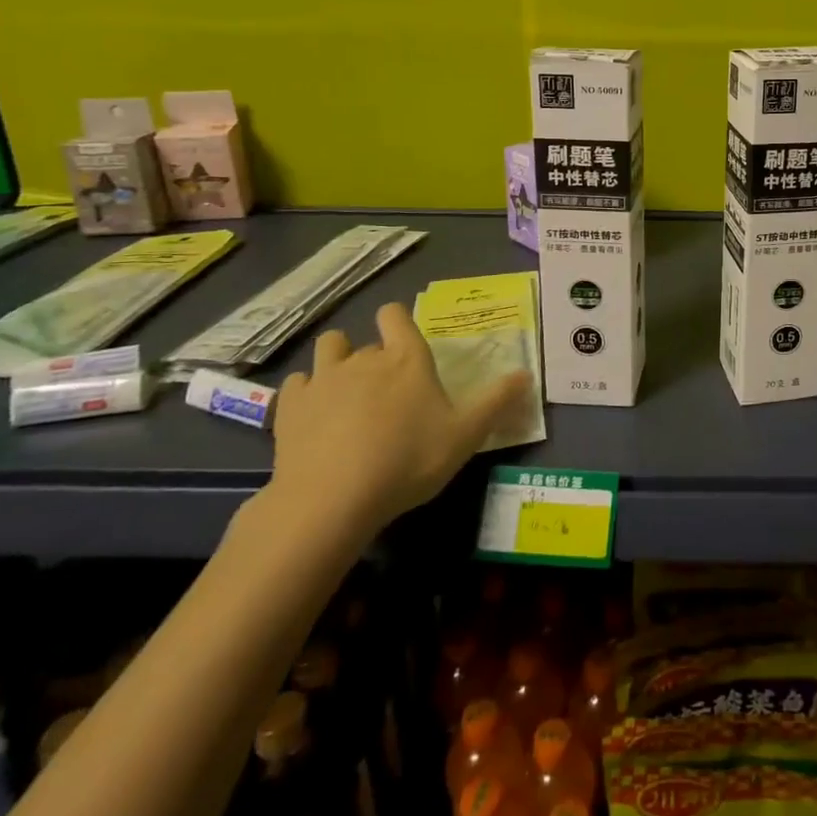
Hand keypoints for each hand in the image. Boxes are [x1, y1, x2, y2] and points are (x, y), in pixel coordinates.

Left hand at [266, 302, 531, 547]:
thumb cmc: (408, 460)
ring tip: (345, 392)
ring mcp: (322, 380)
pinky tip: (314, 416)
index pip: (395, 316)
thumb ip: (497, 402)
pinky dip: (305, 393)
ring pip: (327, 349)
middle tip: (387, 392)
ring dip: (336, 362)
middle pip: (365, 341)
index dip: (397, 321)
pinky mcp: (289, 407)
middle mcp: (363, 359)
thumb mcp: (465, 436)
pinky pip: (296, 384)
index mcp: (406, 359)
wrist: (332, 499)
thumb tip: (526, 375)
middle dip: (375, 357)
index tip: (403, 340)